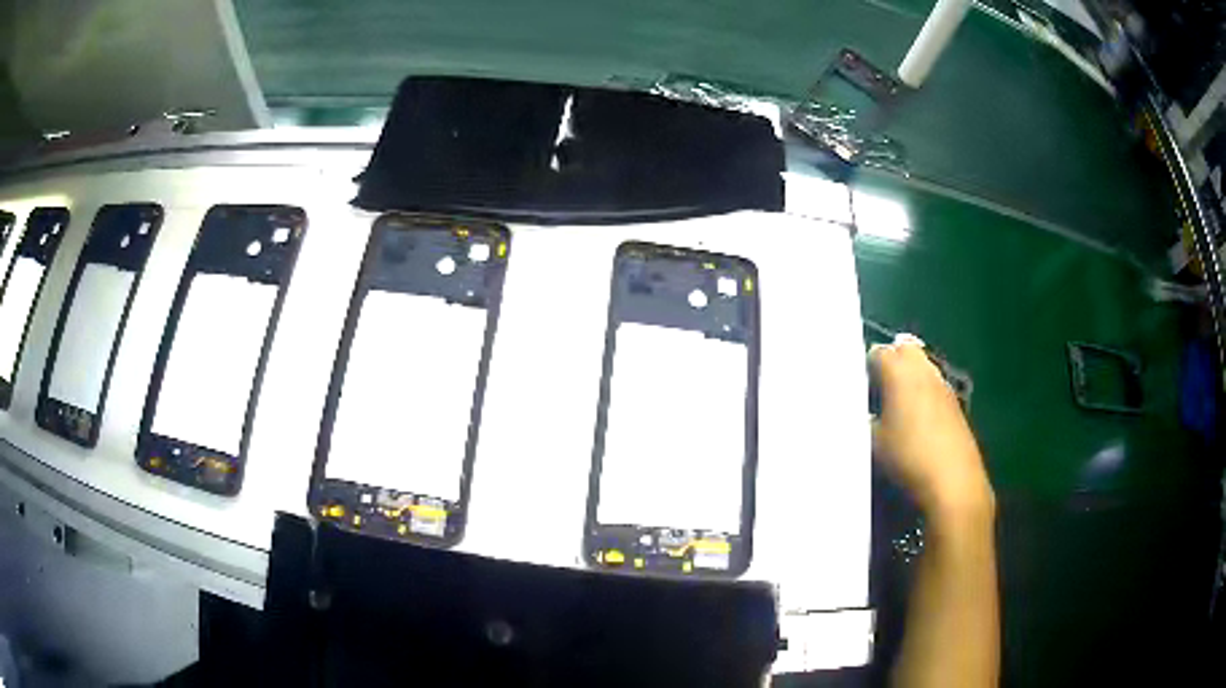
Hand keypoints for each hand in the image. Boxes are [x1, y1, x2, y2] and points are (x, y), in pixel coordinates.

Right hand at [869, 336, 993, 520]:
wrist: (952, 480)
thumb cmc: (908, 457)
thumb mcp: (873, 443)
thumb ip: (864, 421)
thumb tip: (862, 414)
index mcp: (899, 372)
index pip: (877, 352)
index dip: (865, 367)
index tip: (858, 389)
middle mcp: (923, 369)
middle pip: (904, 350)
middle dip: (891, 362)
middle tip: (878, 389)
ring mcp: (943, 384)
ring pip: (922, 366)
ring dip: (909, 377)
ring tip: (896, 406)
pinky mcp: (955, 402)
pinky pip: (934, 386)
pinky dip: (923, 393)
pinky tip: (917, 421)